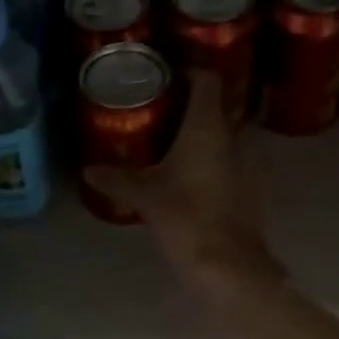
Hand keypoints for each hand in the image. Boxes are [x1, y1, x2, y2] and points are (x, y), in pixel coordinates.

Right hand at [82, 70, 283, 290]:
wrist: (229, 266)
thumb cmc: (186, 219)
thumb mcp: (145, 198)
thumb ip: (116, 180)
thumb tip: (87, 170)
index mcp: (208, 127)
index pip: (207, 79)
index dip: (188, 72)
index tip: (164, 78)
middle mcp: (234, 137)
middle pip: (217, 106)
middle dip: (192, 106)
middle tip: (161, 112)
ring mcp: (248, 163)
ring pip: (226, 134)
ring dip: (205, 134)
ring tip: (174, 142)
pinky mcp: (251, 187)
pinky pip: (232, 160)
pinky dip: (214, 159)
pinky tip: (192, 174)